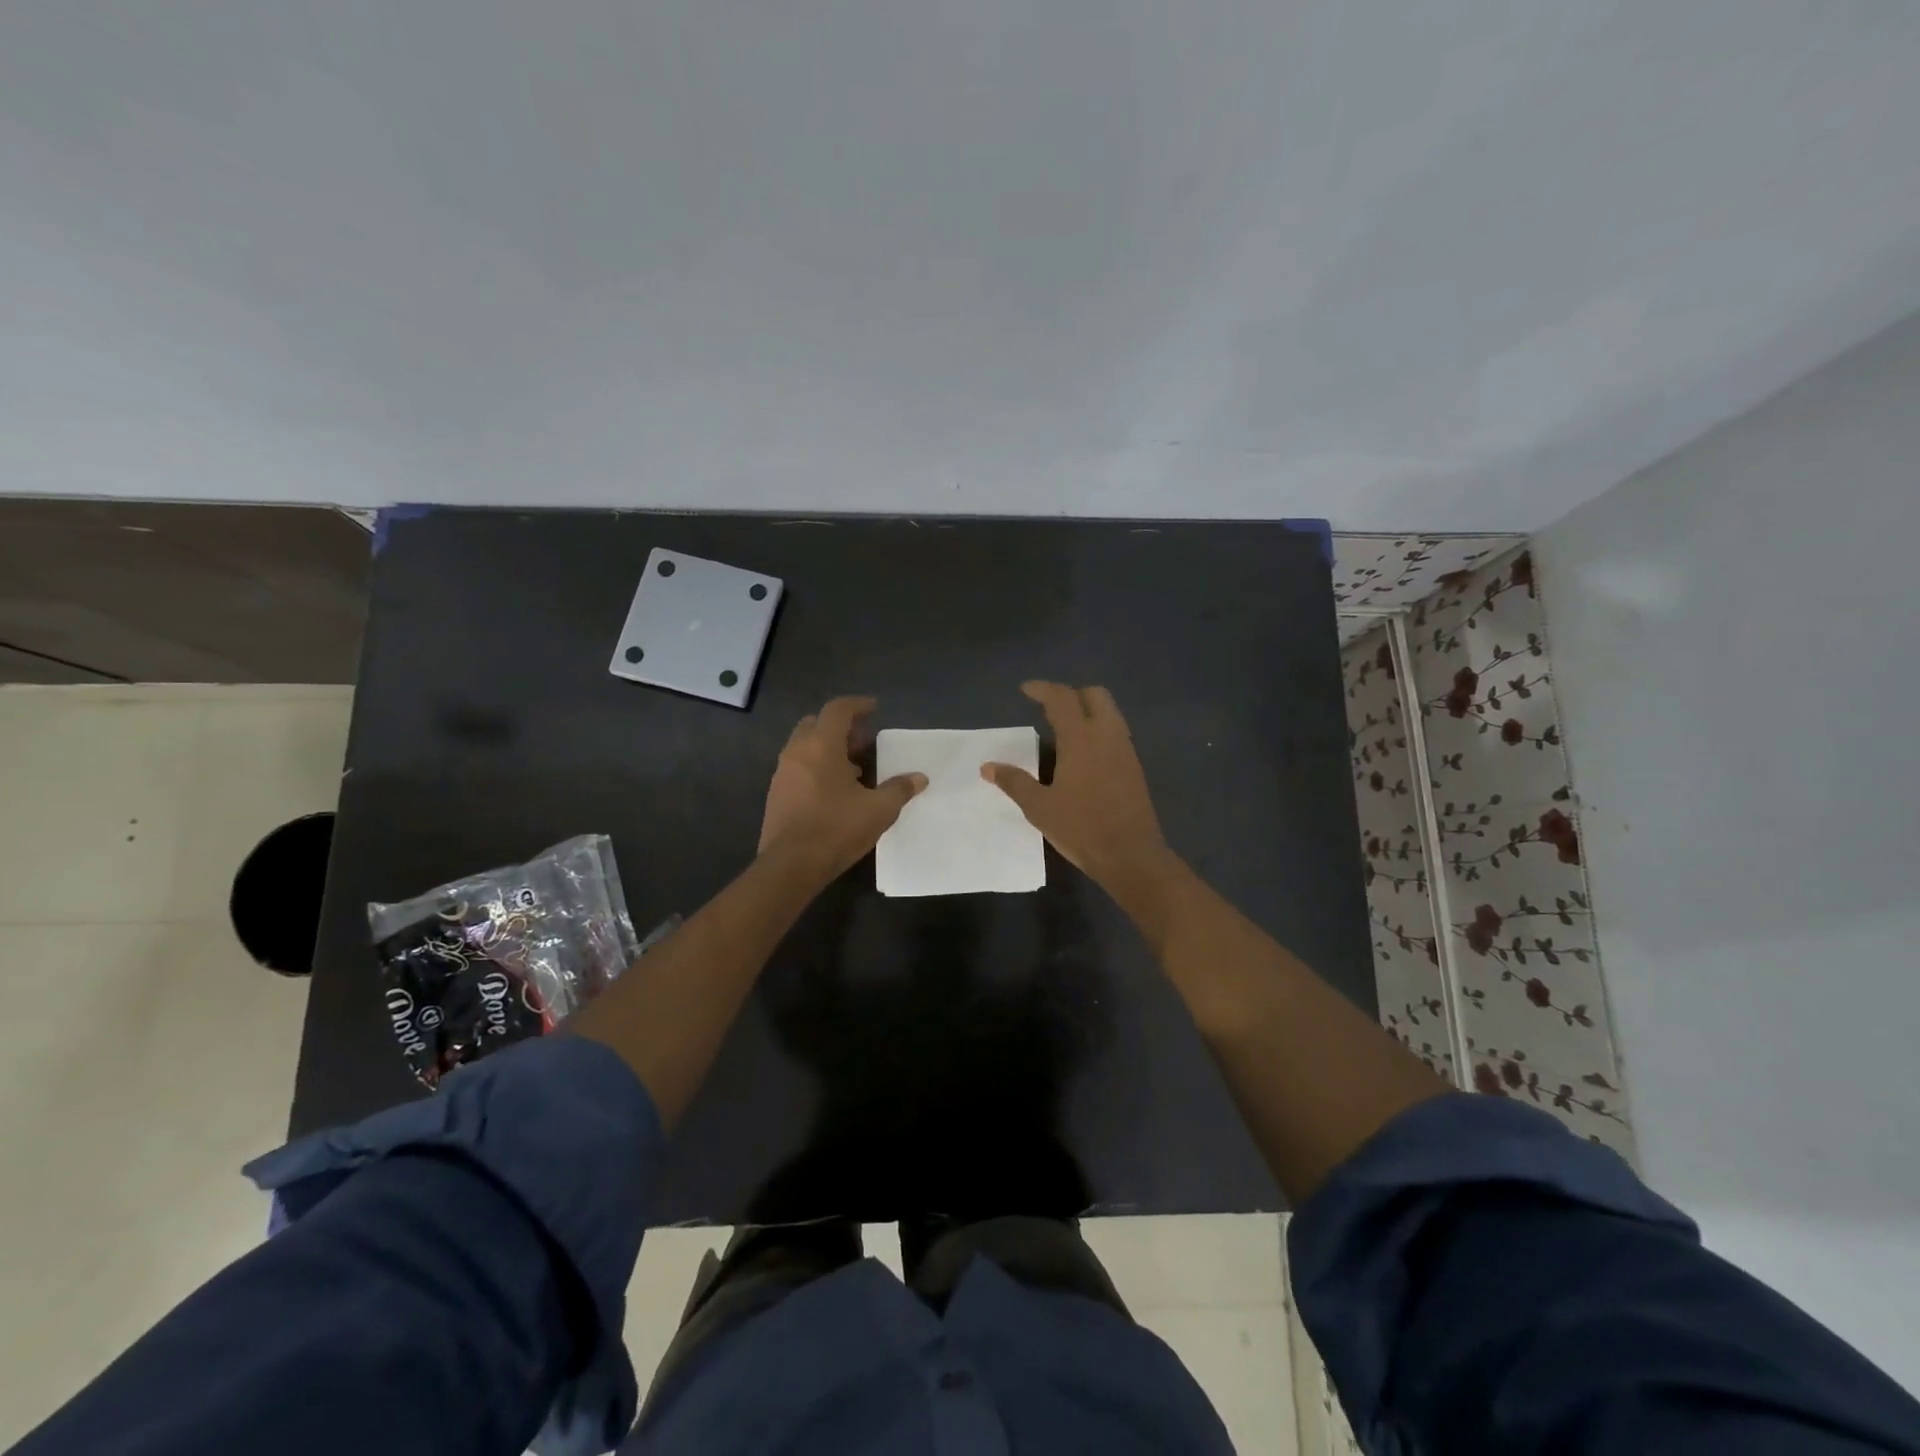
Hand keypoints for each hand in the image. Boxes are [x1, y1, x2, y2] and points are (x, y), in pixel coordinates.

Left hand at [759, 696, 925, 880]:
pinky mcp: (776, 794)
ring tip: (854, 769)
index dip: (857, 705)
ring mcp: (782, 773)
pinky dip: (816, 766)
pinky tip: (835, 790)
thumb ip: (899, 789)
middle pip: (817, 723)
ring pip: (805, 745)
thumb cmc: (836, 829)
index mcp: (821, 746)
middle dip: (841, 726)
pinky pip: (798, 766)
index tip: (874, 708)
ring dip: (828, 748)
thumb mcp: (878, 810)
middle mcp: (797, 751)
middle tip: (864, 741)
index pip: (838, 710)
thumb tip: (919, 778)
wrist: (790, 865)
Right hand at [981, 682, 1173, 895]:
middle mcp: (1107, 735)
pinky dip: (1098, 729)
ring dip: (1087, 711)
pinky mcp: (1134, 767)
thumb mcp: (1039, 808)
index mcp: (1081, 739)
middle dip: (1071, 694)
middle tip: (1049, 708)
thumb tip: (988, 767)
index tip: (1026, 690)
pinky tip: (1083, 754)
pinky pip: (1116, 733)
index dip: (1043, 689)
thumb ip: (1014, 782)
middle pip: (1095, 695)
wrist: (1131, 855)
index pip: (1062, 699)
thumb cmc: (1081, 828)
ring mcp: (1125, 750)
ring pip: (1110, 713)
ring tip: (1063, 730)